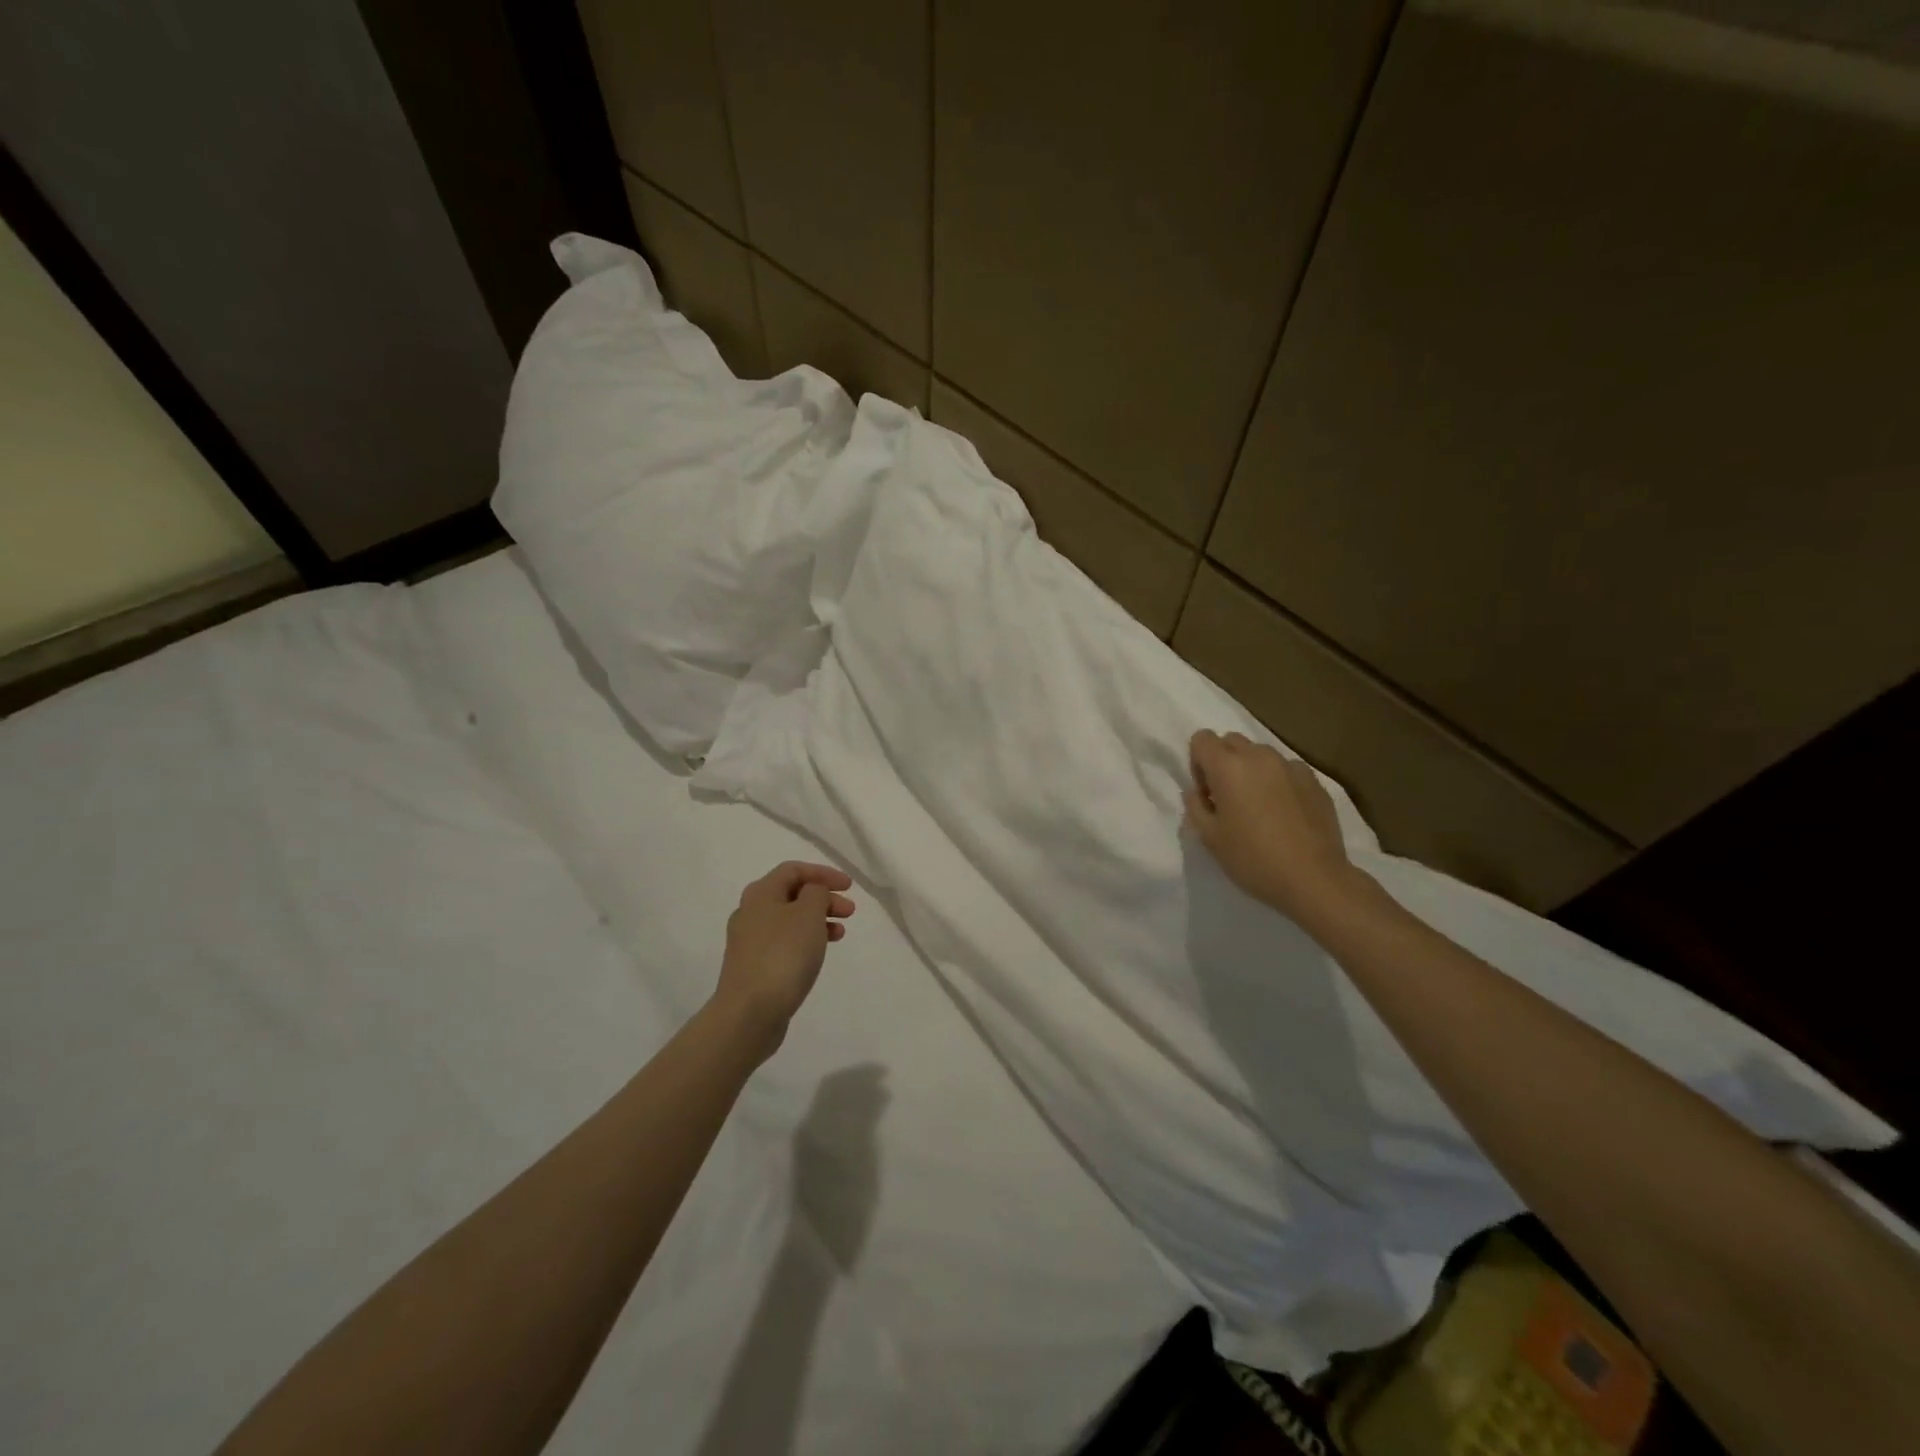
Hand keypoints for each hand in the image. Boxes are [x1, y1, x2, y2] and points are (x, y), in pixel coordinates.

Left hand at [713, 861, 855, 1057]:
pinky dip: (806, 941)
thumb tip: (813, 892)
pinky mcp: (754, 966)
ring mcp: (749, 942)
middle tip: (850, 912)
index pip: (794, 870)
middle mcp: (750, 912)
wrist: (749, 1013)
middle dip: (824, 898)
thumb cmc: (783, 955)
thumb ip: (817, 893)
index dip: (824, 873)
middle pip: (792, 894)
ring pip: (790, 920)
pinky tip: (819, 954)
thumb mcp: (808, 914)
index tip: (849, 887)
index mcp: (760, 893)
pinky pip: (785, 943)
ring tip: (840, 934)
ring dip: (818, 920)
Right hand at [1185, 730, 1357, 922]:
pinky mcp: (1315, 781)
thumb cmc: (1252, 859)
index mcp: (1228, 767)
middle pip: (1231, 740)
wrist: (1313, 879)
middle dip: (1223, 762)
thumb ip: (1196, 806)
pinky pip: (1287, 769)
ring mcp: (1290, 767)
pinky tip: (1285, 812)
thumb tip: (1197, 792)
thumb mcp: (1210, 838)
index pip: (1202, 739)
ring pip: (1261, 754)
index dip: (1197, 762)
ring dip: (1251, 770)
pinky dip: (1278, 781)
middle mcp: (1259, 757)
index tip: (1206, 793)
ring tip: (1259, 805)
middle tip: (1228, 798)